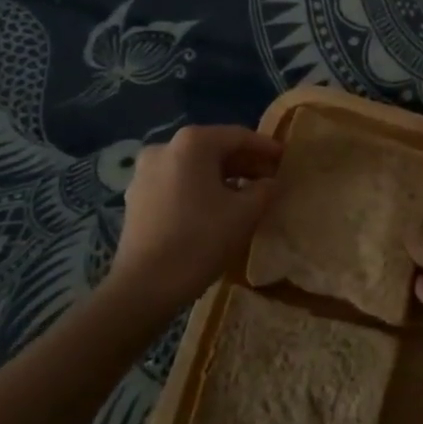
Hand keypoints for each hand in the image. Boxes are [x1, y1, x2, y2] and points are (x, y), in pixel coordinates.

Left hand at [107, 125, 281, 315]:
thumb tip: (271, 182)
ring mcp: (145, 172)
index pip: (238, 136)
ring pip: (194, 167)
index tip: (285, 159)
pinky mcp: (137, 196)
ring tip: (246, 195)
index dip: (265, 148)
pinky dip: (200, 189)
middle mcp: (165, 147)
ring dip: (222, 177)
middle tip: (269, 179)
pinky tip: (216, 208)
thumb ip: (264, 190)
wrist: (143, 287)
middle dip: (244, 163)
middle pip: (214, 149)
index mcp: (192, 143)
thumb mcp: (245, 214)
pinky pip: (177, 182)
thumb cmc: (200, 240)